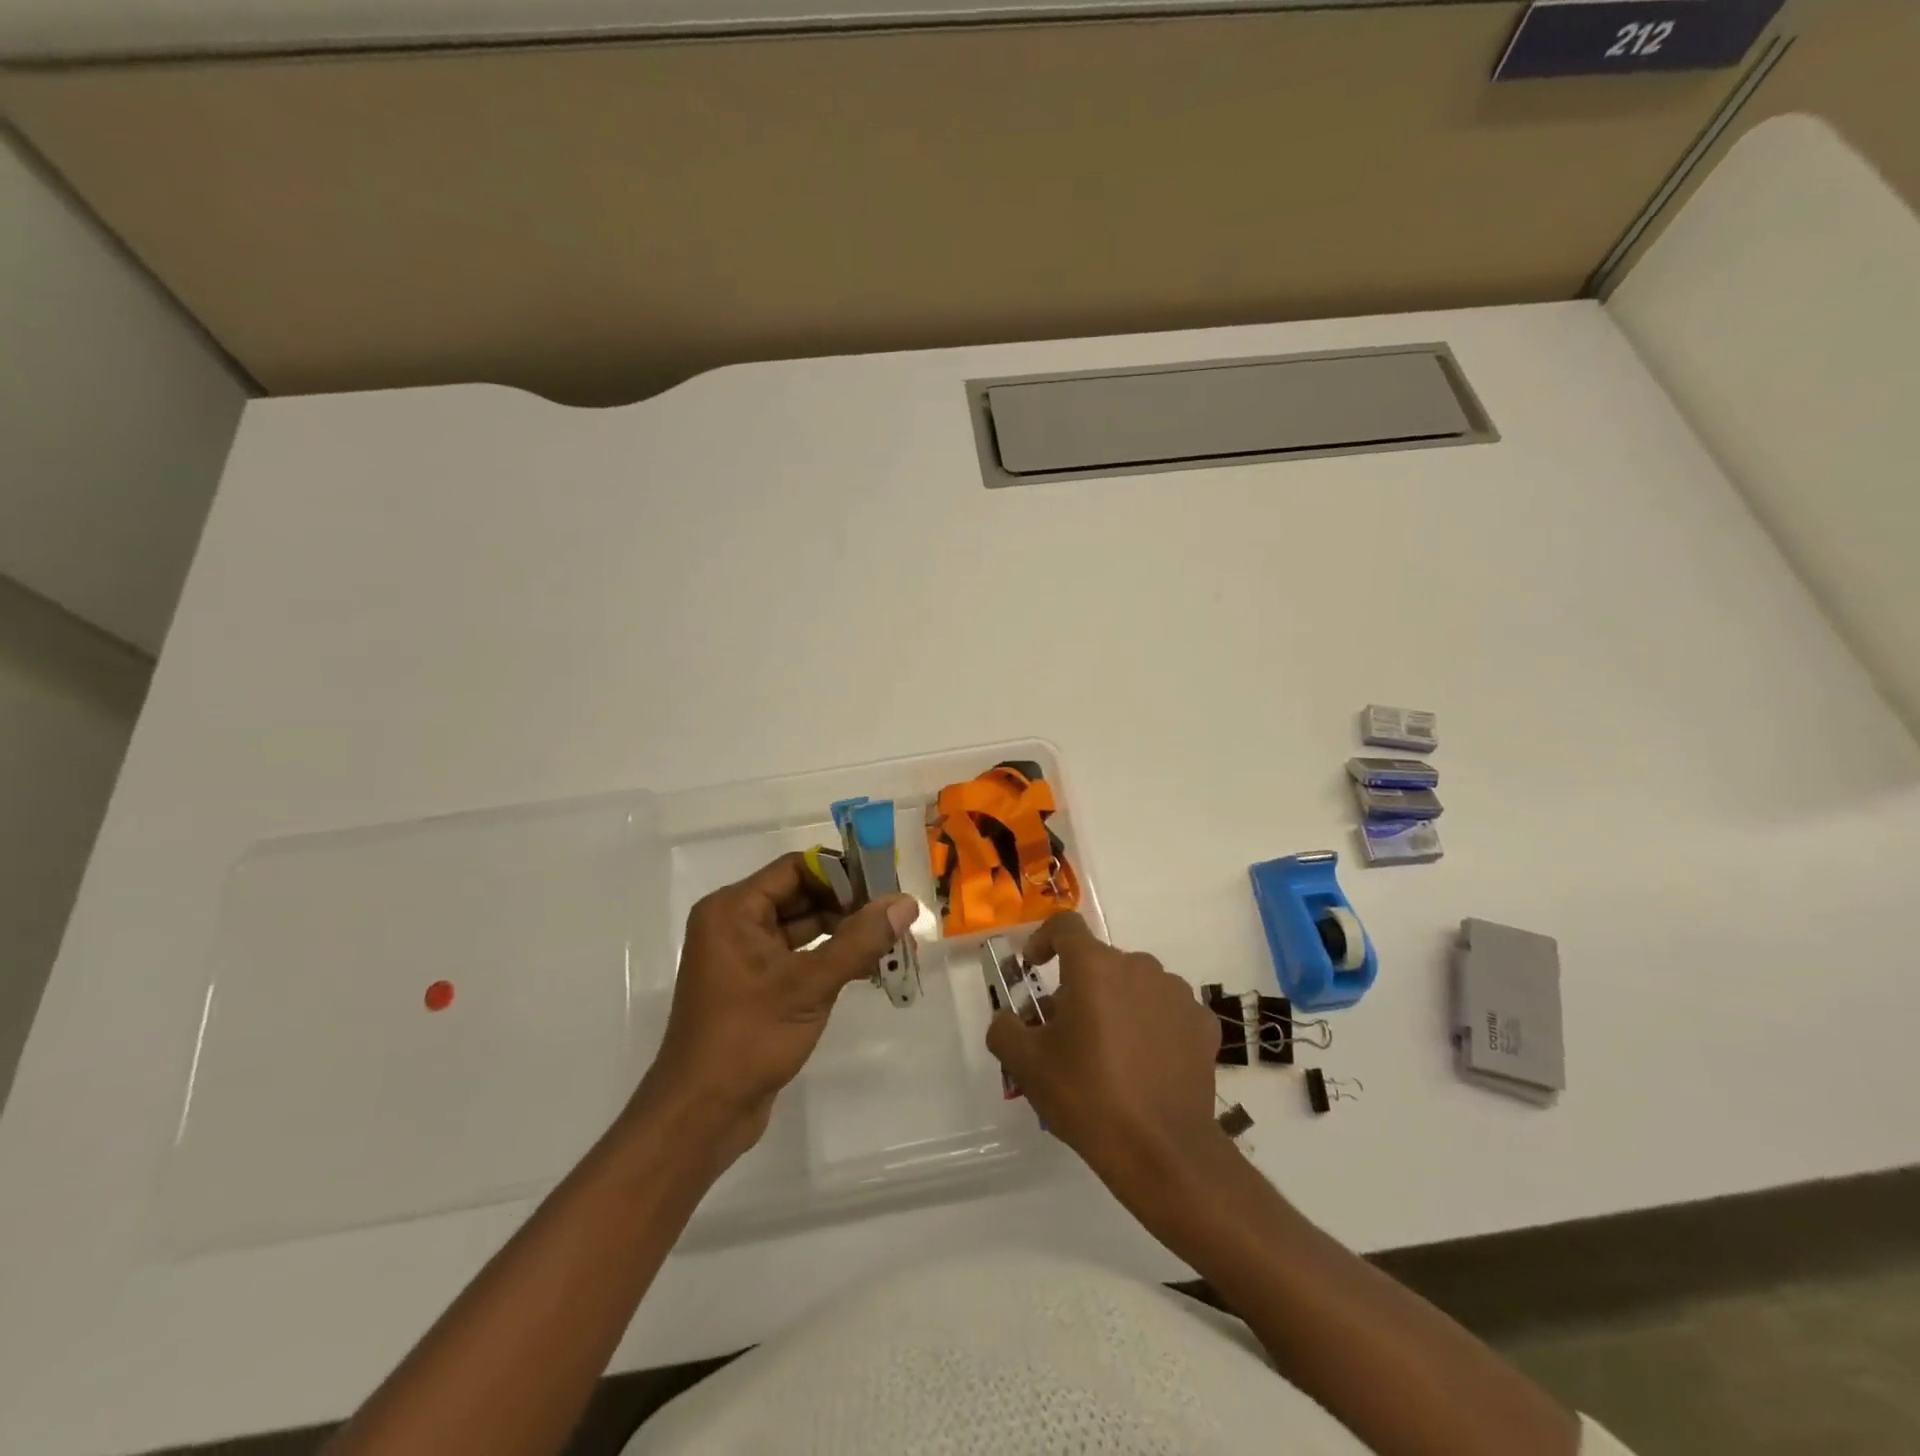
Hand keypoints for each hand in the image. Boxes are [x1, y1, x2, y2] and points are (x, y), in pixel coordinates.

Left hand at [637, 851, 917, 1165]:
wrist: (702, 1115)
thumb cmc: (748, 1038)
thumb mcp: (809, 985)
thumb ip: (860, 941)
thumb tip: (907, 903)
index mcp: (733, 909)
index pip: (795, 869)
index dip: (842, 872)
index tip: (885, 883)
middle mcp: (734, 923)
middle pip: (801, 895)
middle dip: (849, 904)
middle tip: (896, 913)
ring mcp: (744, 956)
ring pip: (804, 926)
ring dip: (845, 932)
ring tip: (892, 940)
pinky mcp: (756, 985)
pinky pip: (799, 955)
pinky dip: (831, 957)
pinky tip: (868, 967)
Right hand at [986, 912, 1224, 1195]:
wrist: (1163, 1151)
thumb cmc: (1088, 1097)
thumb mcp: (1027, 1066)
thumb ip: (1005, 1029)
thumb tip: (1010, 1019)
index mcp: (1094, 966)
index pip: (1065, 926)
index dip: (1043, 939)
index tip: (1034, 967)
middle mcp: (1139, 966)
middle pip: (1100, 962)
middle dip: (1079, 987)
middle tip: (1067, 1032)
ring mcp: (1177, 993)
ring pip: (1135, 985)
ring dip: (1117, 1005)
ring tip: (1109, 1054)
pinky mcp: (1203, 1024)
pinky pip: (1166, 1011)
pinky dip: (1152, 1026)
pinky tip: (1146, 1066)